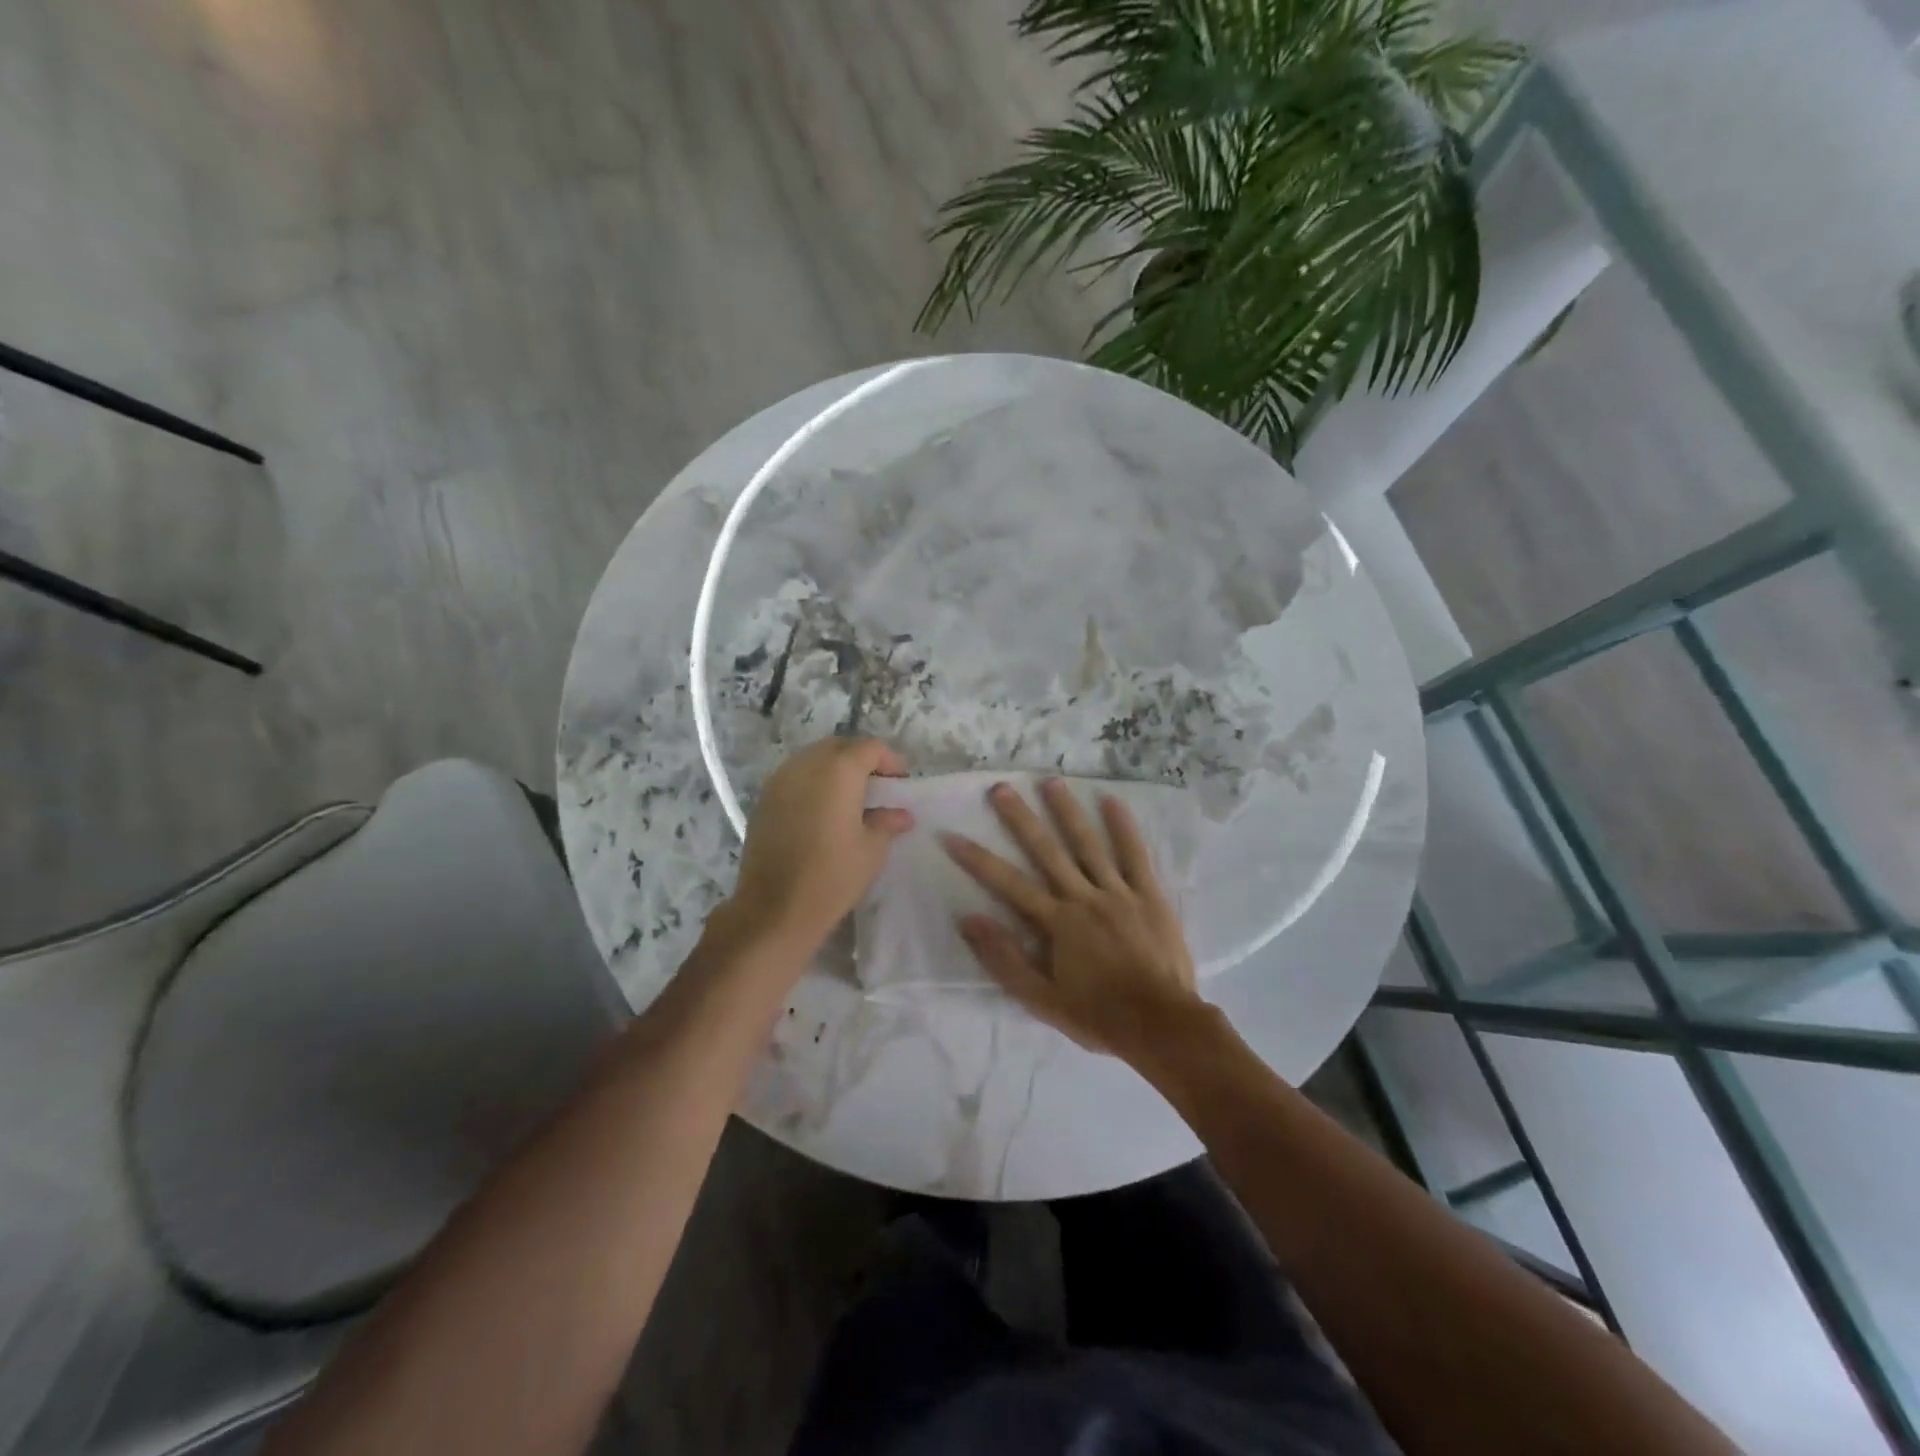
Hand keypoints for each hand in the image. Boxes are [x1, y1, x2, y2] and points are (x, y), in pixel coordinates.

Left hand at [726, 737, 913, 953]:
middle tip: (878, 787)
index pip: (870, 748)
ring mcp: (780, 780)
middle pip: (839, 747)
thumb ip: (887, 822)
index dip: (890, 760)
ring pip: (814, 759)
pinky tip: (823, 811)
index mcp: (838, 770)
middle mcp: (806, 765)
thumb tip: (901, 814)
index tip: (901, 782)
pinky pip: (795, 777)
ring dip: (835, 770)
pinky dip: (814, 783)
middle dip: (862, 760)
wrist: (774, 909)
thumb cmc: (832, 876)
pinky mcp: (764, 800)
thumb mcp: (872, 849)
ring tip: (851, 798)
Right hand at [942, 778, 1206, 1063]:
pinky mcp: (1148, 894)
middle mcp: (1083, 897)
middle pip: (1046, 851)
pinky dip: (1123, 826)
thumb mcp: (1041, 1000)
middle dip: (1020, 819)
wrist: (1161, 1024)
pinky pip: (1134, 855)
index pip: (1008, 883)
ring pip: (1088, 844)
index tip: (952, 836)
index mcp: (1057, 922)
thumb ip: (1004, 959)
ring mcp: (1118, 892)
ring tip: (1051, 781)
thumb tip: (969, 919)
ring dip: (1067, 811)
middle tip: (1001, 788)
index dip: (978, 860)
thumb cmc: (1098, 1015)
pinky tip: (1111, 800)